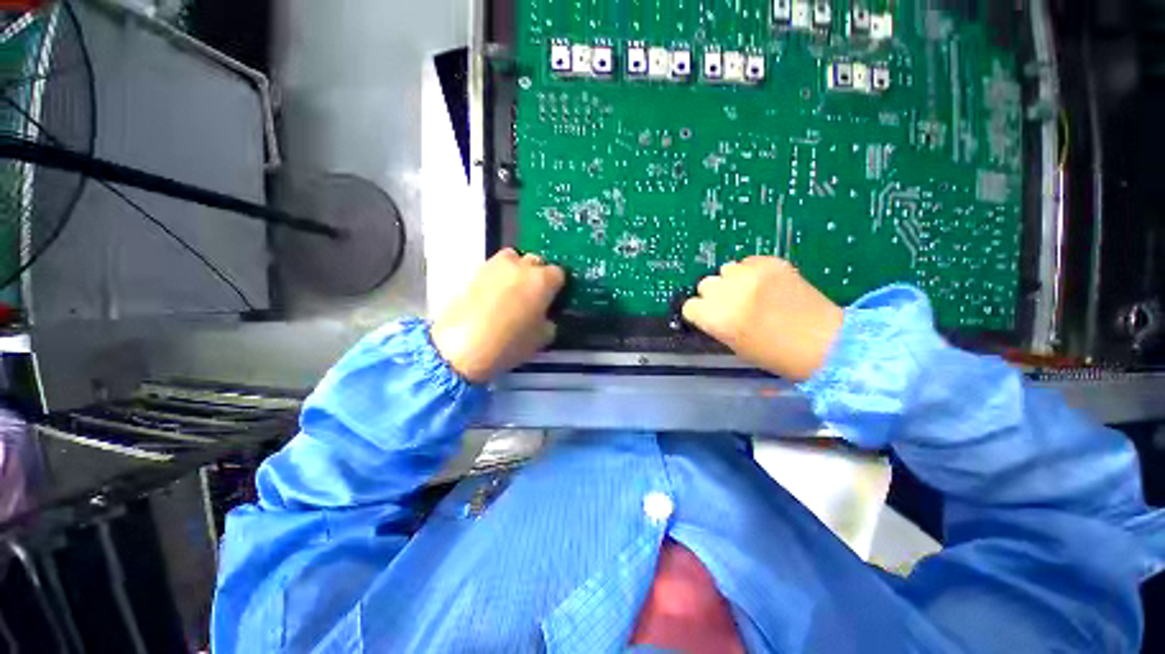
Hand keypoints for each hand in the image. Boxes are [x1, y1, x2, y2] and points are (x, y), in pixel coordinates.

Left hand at [431, 249, 564, 382]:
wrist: (462, 346)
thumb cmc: (510, 343)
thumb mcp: (542, 339)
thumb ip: (549, 322)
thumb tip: (545, 316)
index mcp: (542, 280)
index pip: (559, 274)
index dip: (557, 287)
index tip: (553, 300)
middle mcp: (521, 266)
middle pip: (536, 261)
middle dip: (537, 275)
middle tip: (533, 296)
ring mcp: (495, 266)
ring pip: (513, 259)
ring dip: (517, 271)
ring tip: (512, 292)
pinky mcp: (474, 272)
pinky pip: (493, 269)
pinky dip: (498, 278)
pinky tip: (493, 297)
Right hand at [682, 257, 843, 381]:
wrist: (824, 342)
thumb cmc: (775, 355)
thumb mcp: (735, 345)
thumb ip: (717, 325)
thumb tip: (711, 311)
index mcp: (715, 318)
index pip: (690, 306)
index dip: (700, 313)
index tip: (709, 317)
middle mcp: (727, 292)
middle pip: (705, 284)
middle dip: (714, 294)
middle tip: (731, 304)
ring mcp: (749, 275)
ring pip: (726, 269)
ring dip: (732, 280)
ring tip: (750, 292)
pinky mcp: (770, 263)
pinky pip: (748, 261)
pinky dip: (752, 271)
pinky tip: (766, 284)